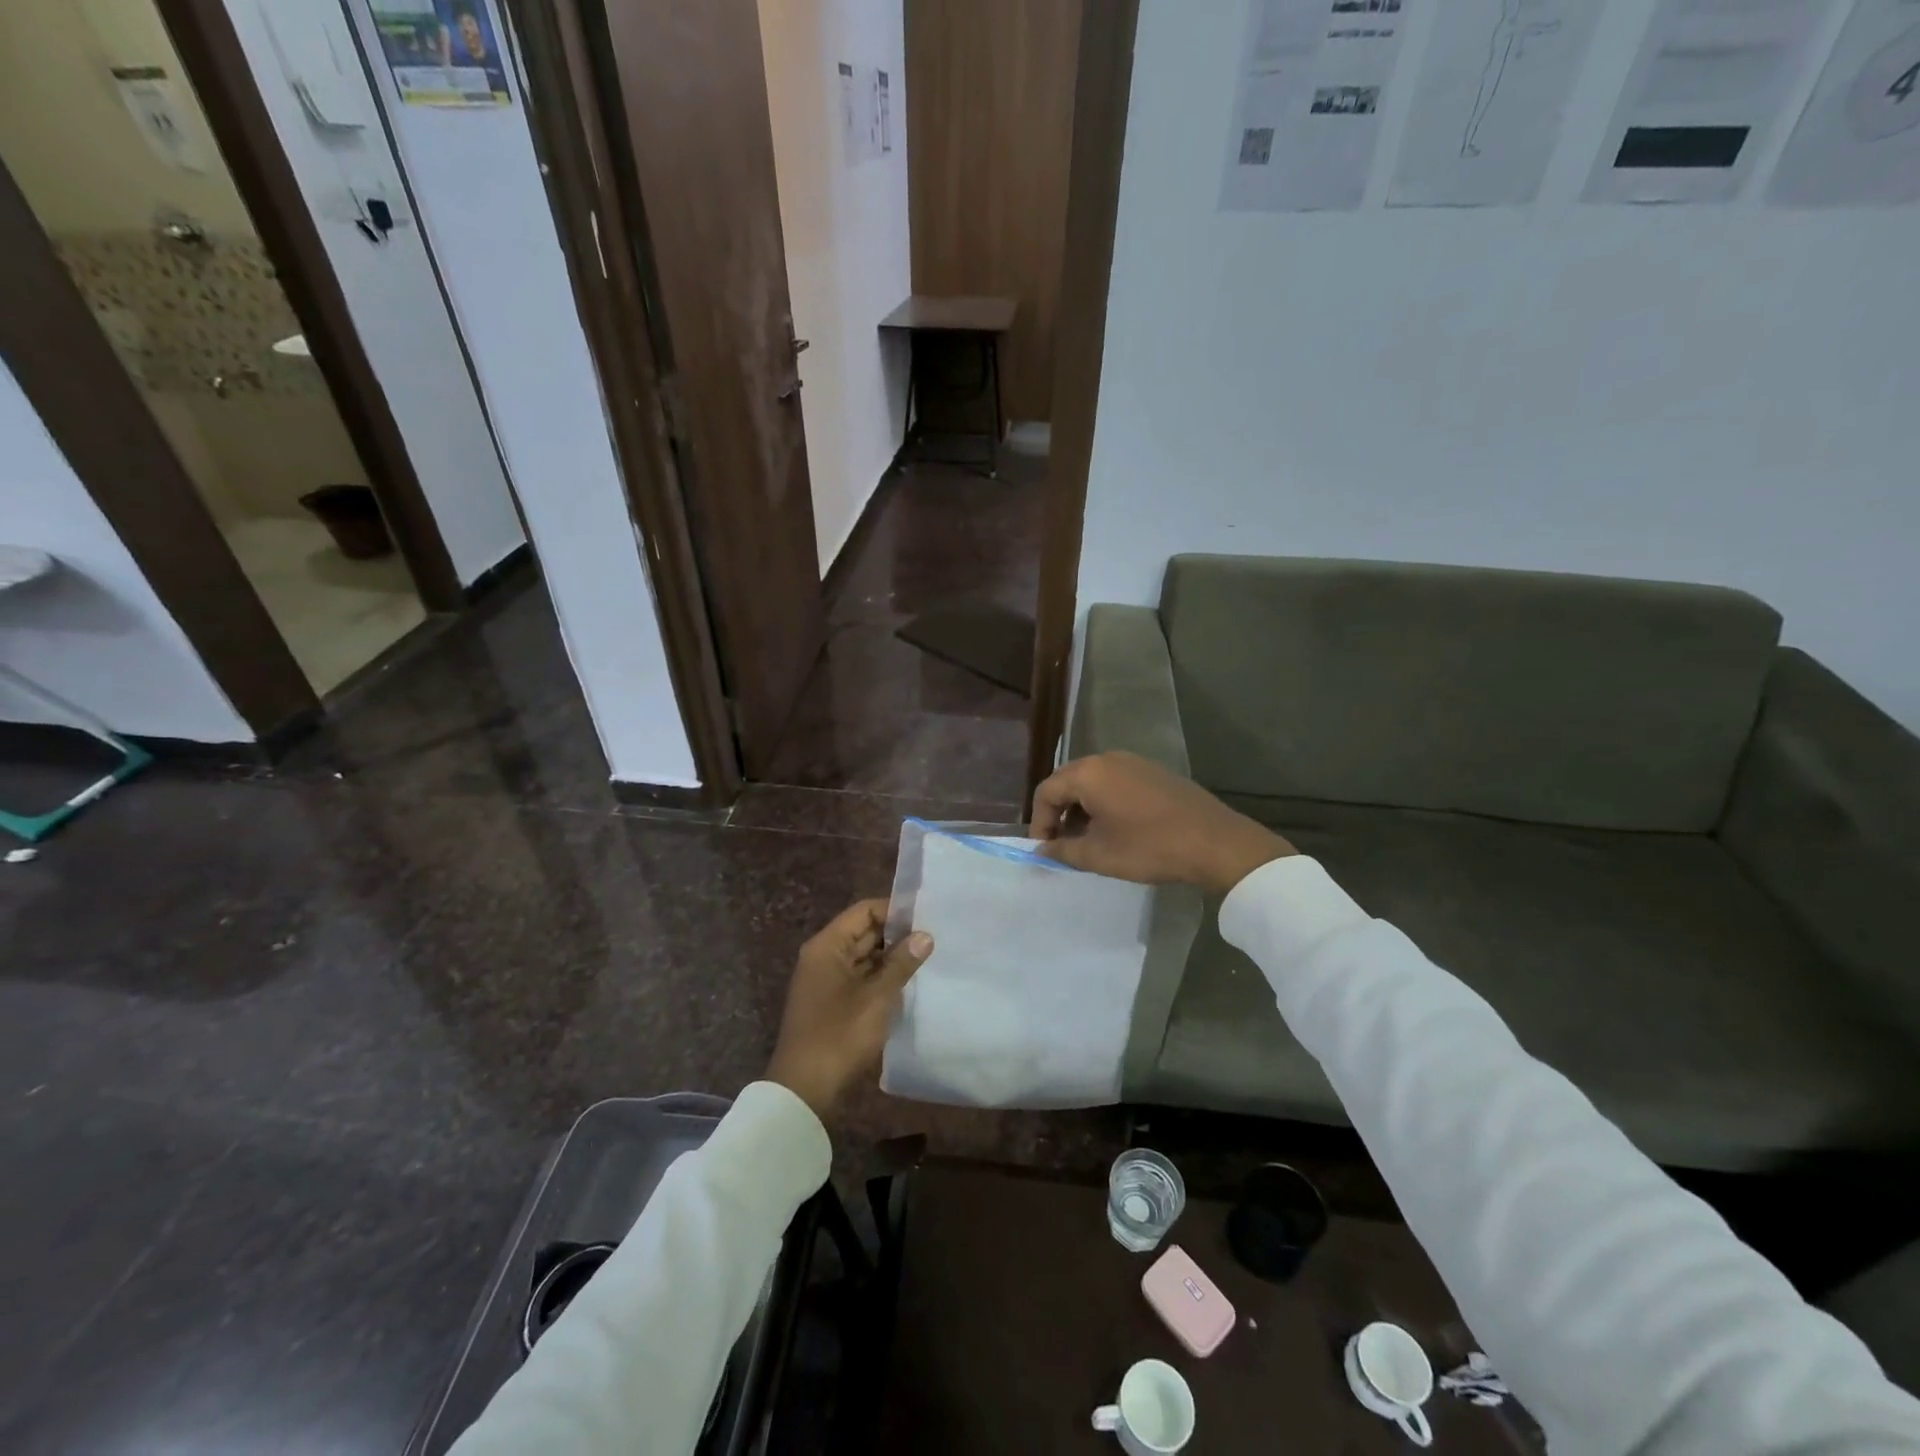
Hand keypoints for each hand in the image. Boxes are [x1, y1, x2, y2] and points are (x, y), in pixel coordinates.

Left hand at [766, 899, 932, 1121]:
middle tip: (934, 938)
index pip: (865, 911)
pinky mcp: (831, 1001)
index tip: (927, 917)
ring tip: (927, 958)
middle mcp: (823, 956)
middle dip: (897, 934)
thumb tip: (925, 936)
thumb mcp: (877, 997)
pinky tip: (908, 983)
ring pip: (864, 956)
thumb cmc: (840, 1035)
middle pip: (864, 931)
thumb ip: (902, 963)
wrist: (804, 1089)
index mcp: (827, 946)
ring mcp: (826, 980)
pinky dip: (881, 977)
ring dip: (891, 957)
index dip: (895, 910)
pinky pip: (860, 977)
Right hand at [1029, 751, 1292, 896]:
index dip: (1039, 822)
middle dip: (1059, 814)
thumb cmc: (1149, 847)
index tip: (1046, 851)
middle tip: (1063, 845)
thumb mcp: (1099, 856)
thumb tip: (1042, 850)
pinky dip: (1106, 803)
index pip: (1046, 792)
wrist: (1215, 842)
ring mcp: (1134, 762)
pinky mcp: (1154, 772)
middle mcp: (1107, 759)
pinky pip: (1116, 783)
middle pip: (1068, 782)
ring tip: (1090, 841)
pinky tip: (1118, 830)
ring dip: (1083, 810)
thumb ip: (1062, 851)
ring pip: (1093, 783)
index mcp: (1088, 773)